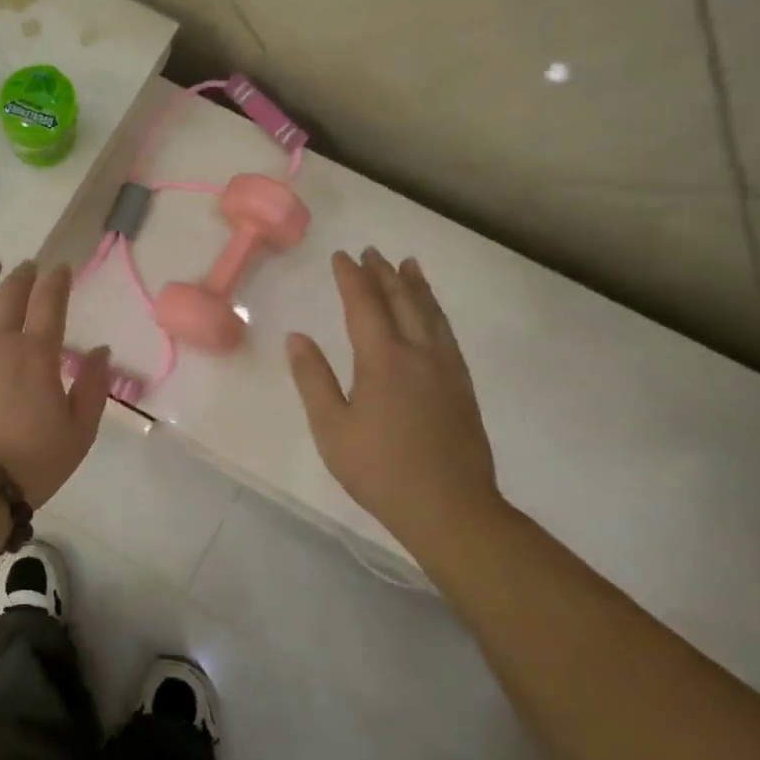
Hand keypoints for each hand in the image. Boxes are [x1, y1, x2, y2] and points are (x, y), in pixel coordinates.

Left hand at [0, 258, 111, 508]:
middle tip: (28, 265)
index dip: (56, 281)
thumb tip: (101, 349)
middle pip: (10, 295)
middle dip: (22, 275)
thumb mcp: (79, 431)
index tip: (61, 268)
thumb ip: (93, 386)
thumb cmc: (32, 462)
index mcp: (36, 354)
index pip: (49, 303)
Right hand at [287, 249, 500, 544]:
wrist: (450, 507)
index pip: (364, 305)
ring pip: (430, 314)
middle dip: (383, 273)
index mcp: (383, 360)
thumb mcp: (331, 428)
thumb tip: (297, 338)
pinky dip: (435, 311)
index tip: (341, 256)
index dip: (351, 278)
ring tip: (407, 264)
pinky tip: (432, 314)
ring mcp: (446, 369)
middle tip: (371, 252)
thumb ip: (313, 379)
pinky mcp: (462, 386)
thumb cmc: (379, 470)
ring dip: (415, 286)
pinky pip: (447, 333)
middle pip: (401, 301)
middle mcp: (419, 353)